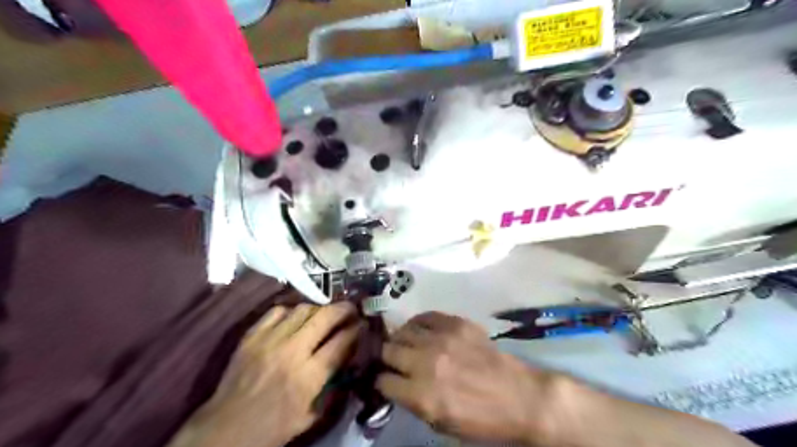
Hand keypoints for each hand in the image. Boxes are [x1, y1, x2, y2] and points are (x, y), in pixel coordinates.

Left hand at [175, 297, 363, 445]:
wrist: (228, 428)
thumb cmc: (275, 427)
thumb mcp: (313, 414)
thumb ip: (333, 384)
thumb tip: (348, 357)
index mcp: (309, 376)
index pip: (342, 341)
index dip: (356, 329)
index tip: (362, 324)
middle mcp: (293, 352)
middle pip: (325, 317)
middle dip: (343, 309)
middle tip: (350, 308)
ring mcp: (270, 340)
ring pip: (303, 309)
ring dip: (319, 309)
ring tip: (324, 313)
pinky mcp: (252, 336)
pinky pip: (277, 311)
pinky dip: (291, 311)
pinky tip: (295, 319)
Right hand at [378, 313, 554, 444]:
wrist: (520, 397)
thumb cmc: (481, 419)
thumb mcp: (441, 423)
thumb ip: (414, 402)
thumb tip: (395, 383)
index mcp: (422, 395)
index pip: (383, 381)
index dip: (383, 381)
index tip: (387, 379)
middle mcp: (426, 363)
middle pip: (388, 350)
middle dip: (388, 357)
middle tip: (396, 359)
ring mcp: (442, 339)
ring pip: (403, 330)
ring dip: (401, 338)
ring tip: (407, 343)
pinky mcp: (456, 323)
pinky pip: (425, 315)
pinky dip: (419, 323)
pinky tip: (421, 330)